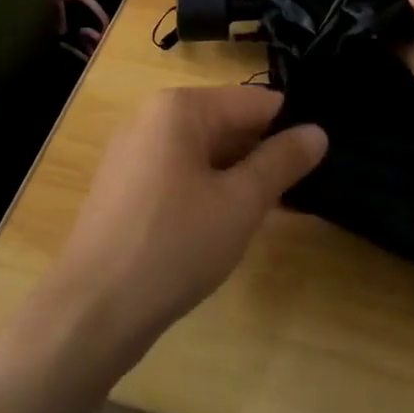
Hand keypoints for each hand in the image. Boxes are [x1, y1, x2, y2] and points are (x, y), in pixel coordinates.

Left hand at [46, 87, 326, 365]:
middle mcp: (152, 116)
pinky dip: (208, 188)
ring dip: (238, 175)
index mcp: (179, 107)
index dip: (291, 129)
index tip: (320, 162)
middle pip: (226, 122)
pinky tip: (226, 223)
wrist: (92, 310)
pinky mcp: (124, 184)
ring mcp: (133, 150)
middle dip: (263, 154)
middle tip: (301, 193)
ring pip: (203, 150)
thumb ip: (281, 162)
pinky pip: (179, 171)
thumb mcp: (240, 203)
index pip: (255, 102)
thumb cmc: (174, 246)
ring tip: (272, 210)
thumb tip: (318, 131)